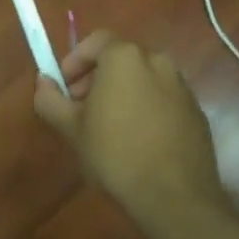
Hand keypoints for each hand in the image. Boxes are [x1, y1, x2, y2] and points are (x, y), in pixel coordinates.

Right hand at [33, 34, 226, 223]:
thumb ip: (50, 99)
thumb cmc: (116, 154)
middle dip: (98, 77)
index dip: (76, 61)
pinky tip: (139, 140)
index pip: (96, 41)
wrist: (175, 197)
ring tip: (110, 127)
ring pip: (143, 78)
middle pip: (120, 58)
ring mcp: (181, 85)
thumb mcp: (72, 129)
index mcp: (125, 58)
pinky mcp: (196, 110)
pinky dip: (147, 107)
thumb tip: (43, 82)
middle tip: (82, 108)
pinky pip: (163, 98)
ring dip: (123, 92)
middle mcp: (157, 61)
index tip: (66, 87)